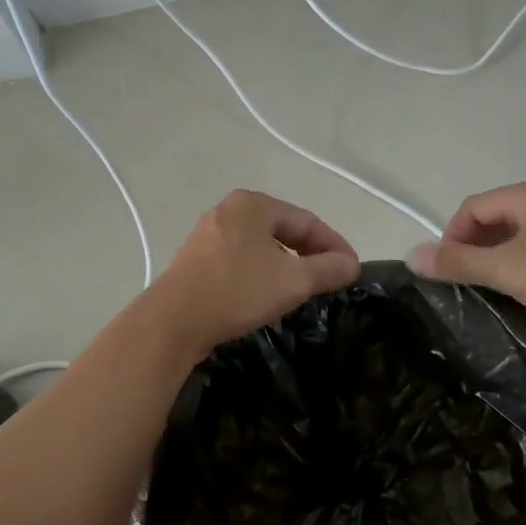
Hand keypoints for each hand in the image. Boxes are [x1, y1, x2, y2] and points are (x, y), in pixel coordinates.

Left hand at [150, 190, 359, 355]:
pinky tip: (267, 292)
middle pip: (282, 229)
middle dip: (310, 253)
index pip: (306, 220)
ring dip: (286, 263)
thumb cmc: (237, 291)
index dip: (334, 244)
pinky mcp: (196, 259)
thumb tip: (351, 264)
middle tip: (331, 277)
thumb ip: (327, 269)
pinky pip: (240, 258)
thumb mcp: (293, 281)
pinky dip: (261, 271)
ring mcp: (208, 234)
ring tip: (304, 287)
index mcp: (252, 204)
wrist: (173, 320)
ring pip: (260, 245)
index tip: (352, 268)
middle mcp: (228, 210)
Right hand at [406, 179, 525, 340]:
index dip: (452, 236)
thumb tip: (410, 254)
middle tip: (468, 285)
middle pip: (498, 219)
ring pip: (523, 237)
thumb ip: (458, 262)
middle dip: (476, 249)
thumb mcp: (508, 270)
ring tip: (497, 292)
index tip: (447, 272)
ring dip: (502, 261)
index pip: (473, 206)